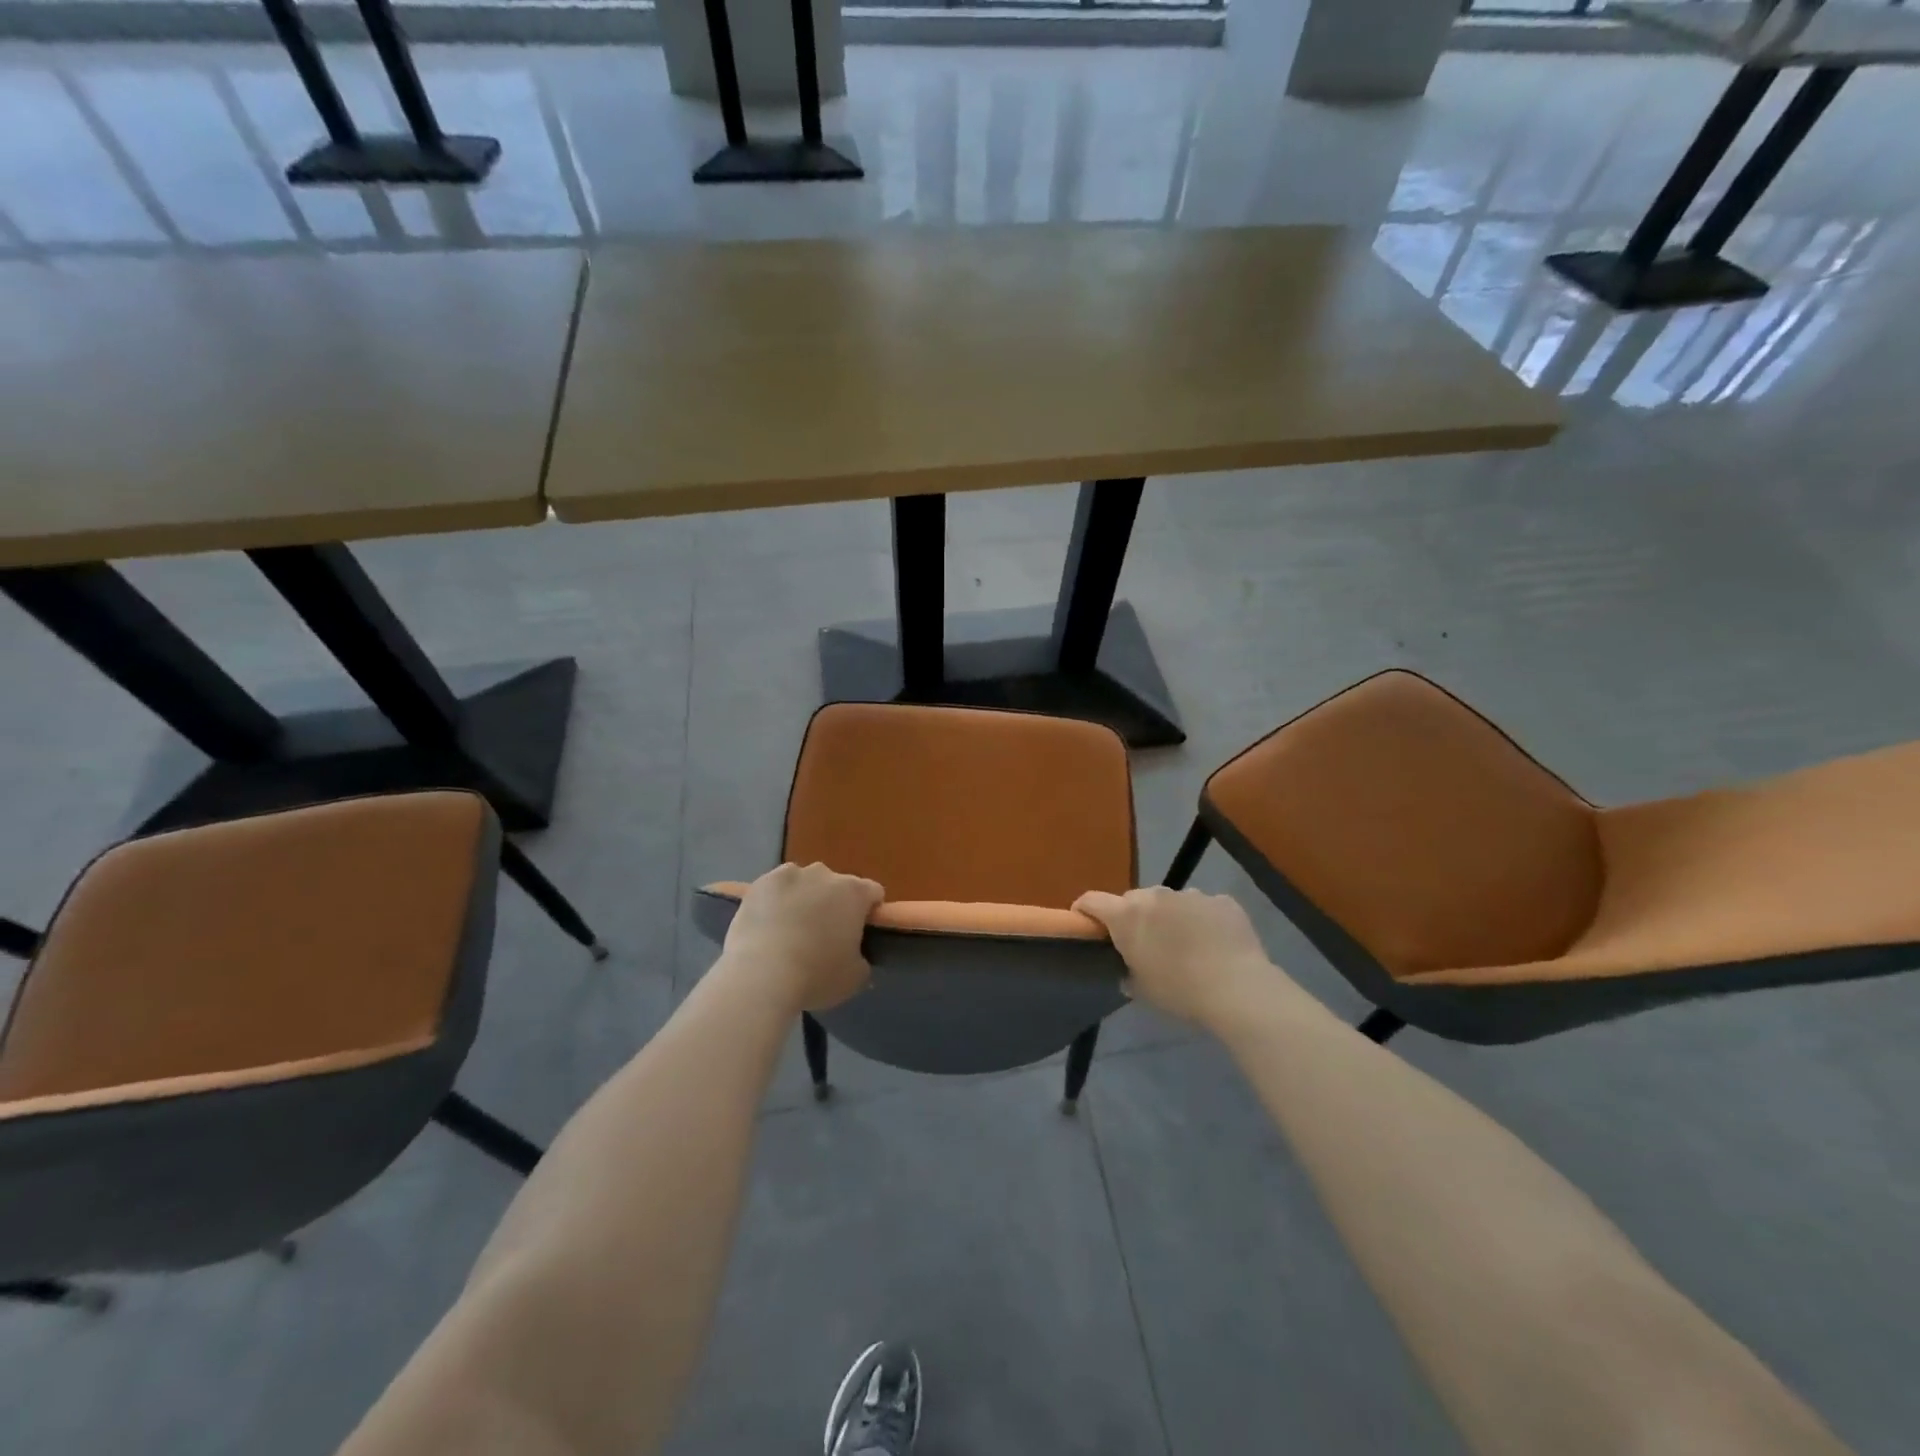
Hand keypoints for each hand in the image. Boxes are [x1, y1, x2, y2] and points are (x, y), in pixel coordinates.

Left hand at [722, 863, 883, 1011]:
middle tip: (823, 936)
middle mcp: (825, 874)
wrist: (760, 975)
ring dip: (804, 898)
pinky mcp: (760, 883)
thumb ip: (862, 958)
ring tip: (790, 930)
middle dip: (833, 904)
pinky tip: (767, 925)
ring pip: (804, 882)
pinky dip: (775, 901)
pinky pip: (775, 888)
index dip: (869, 911)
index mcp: (854, 893)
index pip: (873, 892)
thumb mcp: (855, 977)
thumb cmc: (816, 976)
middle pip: (836, 885)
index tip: (860, 932)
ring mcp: (790, 874)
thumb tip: (855, 955)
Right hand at [1073, 887, 1280, 1027]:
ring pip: (1170, 902)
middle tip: (1144, 944)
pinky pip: (1203, 907)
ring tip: (1186, 945)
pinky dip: (1202, 920)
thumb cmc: (1179, 991)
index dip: (1084, 910)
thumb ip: (1127, 971)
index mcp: (1127, 915)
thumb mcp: (1141, 989)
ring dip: (1170, 917)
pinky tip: (1215, 944)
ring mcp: (1191, 894)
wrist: (1238, 989)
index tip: (1085, 924)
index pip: (1091, 900)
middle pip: (1133, 900)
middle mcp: (1155, 896)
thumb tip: (1127, 969)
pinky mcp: (1221, 900)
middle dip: (1134, 917)